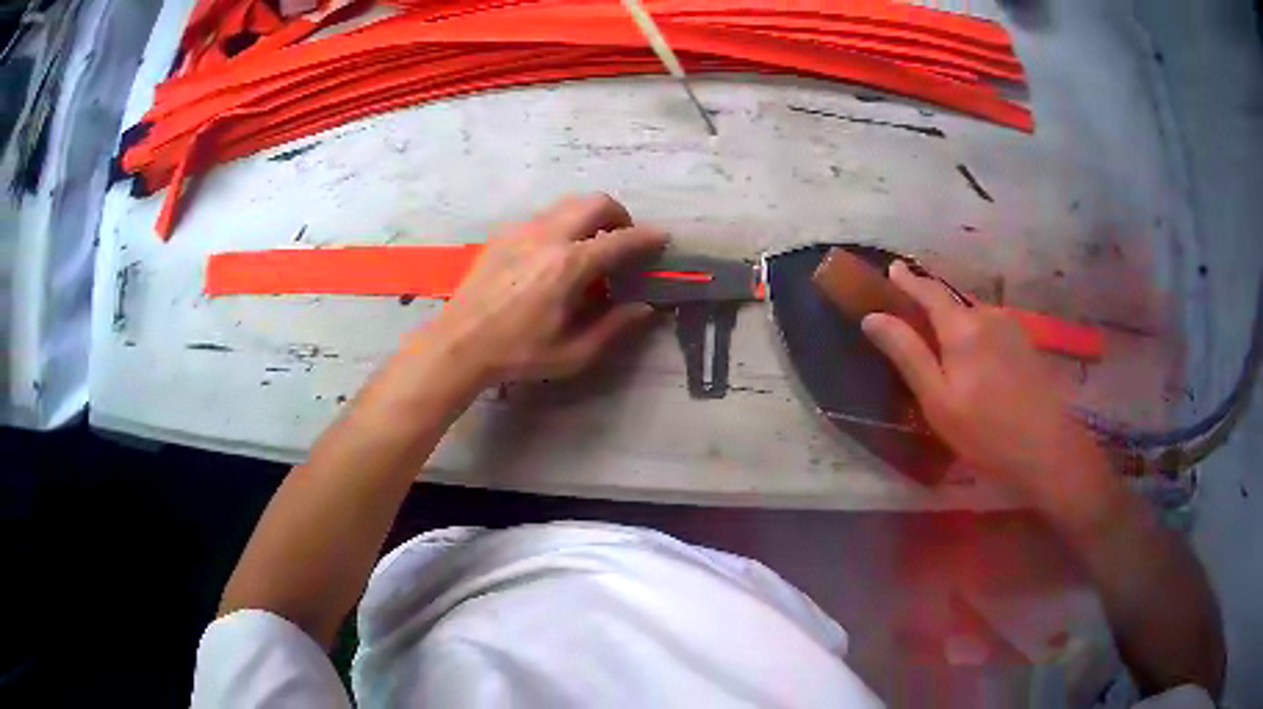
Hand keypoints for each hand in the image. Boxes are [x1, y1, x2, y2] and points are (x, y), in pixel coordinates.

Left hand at [416, 193, 666, 388]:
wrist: (459, 344)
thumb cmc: (517, 354)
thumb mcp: (572, 353)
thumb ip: (613, 327)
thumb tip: (645, 307)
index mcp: (569, 266)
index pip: (620, 240)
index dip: (647, 238)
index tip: (662, 238)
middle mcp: (548, 237)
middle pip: (595, 202)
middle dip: (619, 214)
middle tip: (623, 238)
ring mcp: (522, 231)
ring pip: (567, 204)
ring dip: (589, 215)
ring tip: (591, 244)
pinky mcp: (503, 235)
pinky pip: (542, 216)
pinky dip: (561, 223)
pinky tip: (554, 253)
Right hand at [861, 262, 1109, 504]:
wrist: (1046, 448)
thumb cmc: (985, 431)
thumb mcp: (937, 400)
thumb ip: (908, 354)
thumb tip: (873, 317)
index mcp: (962, 326)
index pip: (929, 291)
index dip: (908, 280)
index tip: (892, 269)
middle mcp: (988, 315)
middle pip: (953, 301)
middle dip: (931, 303)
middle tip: (913, 316)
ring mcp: (1011, 327)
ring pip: (974, 315)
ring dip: (955, 321)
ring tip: (943, 344)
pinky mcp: (1025, 344)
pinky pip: (991, 327)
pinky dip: (975, 333)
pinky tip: (975, 360)